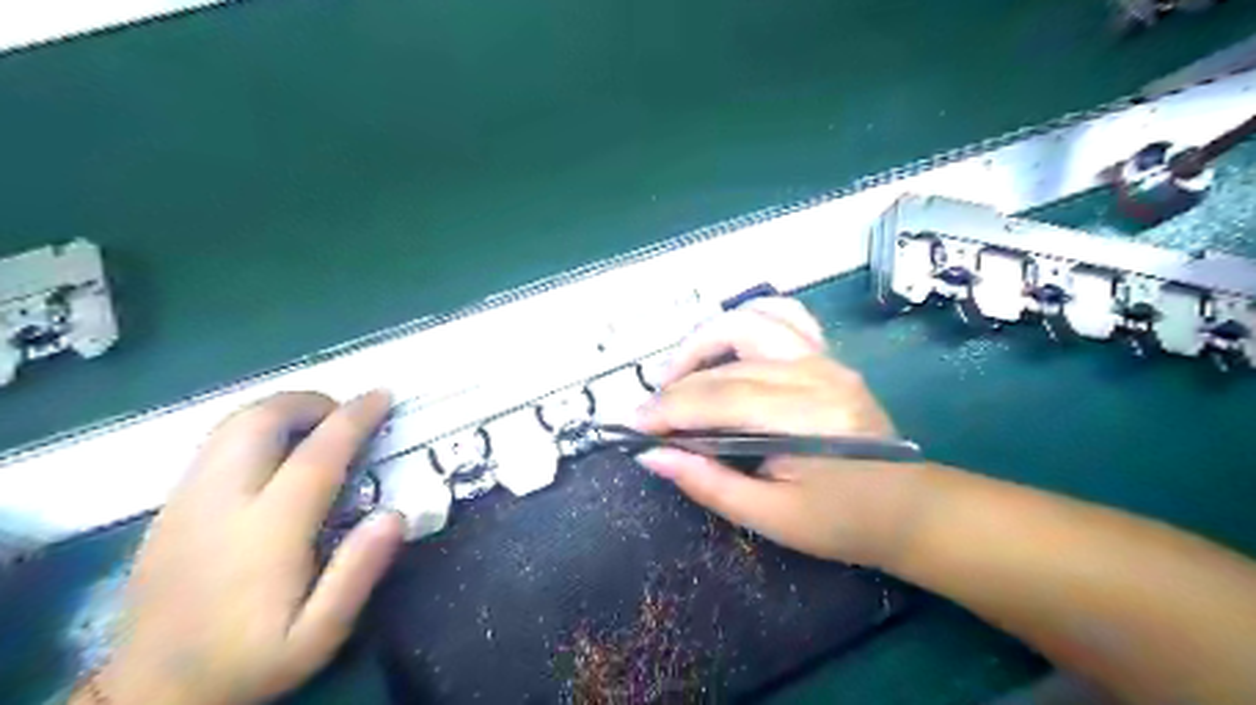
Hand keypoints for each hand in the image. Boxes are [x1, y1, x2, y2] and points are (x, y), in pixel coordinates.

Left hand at [93, 391, 406, 704]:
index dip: (354, 417)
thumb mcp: (319, 635)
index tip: (382, 396)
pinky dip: (253, 431)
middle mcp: (220, 503)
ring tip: (314, 428)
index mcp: (266, 532)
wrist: (150, 695)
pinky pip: (214, 446)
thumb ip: (358, 573)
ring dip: (278, 412)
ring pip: (229, 426)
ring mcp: (185, 502)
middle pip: (258, 421)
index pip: (317, 454)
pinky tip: (274, 457)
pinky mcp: (167, 509)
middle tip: (344, 415)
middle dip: (308, 402)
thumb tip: (397, 513)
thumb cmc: (249, 662)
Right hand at [639, 297, 920, 567]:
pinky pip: (782, 316)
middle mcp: (816, 375)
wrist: (908, 508)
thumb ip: (708, 483)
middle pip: (727, 365)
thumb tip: (652, 455)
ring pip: (749, 322)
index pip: (719, 400)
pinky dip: (745, 320)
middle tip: (650, 412)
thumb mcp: (770, 517)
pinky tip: (723, 345)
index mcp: (806, 419)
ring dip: (703, 341)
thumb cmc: (843, 522)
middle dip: (676, 386)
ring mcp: (824, 358)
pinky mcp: (826, 355)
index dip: (667, 410)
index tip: (631, 425)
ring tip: (678, 374)